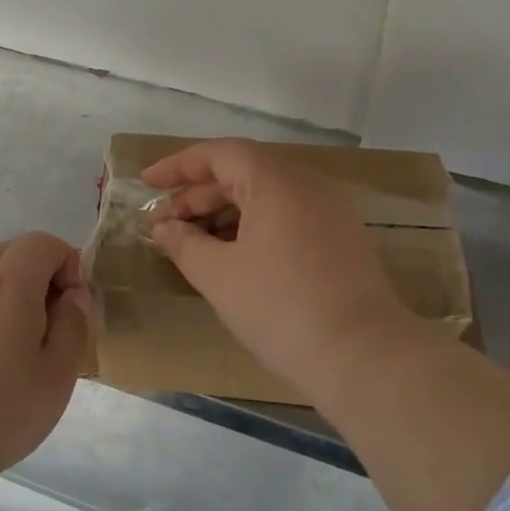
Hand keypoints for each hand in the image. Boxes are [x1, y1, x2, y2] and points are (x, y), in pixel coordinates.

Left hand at [0, 233, 91, 485]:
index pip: (40, 243)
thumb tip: (72, 297)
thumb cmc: (2, 408)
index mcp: (10, 288)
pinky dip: (1, 309)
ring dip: (22, 291)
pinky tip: (9, 355)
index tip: (76, 304)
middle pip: (13, 251)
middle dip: (44, 271)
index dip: (68, 262)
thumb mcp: (58, 374)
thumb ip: (73, 326)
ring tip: (37, 339)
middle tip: (60, 314)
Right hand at [144, 139, 422, 400]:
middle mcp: (307, 185)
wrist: (362, 356)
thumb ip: (183, 244)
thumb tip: (162, 228)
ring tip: (191, 244)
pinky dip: (252, 228)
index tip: (147, 183)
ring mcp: (329, 212)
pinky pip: (286, 218)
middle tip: (163, 225)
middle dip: (197, 196)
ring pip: (265, 198)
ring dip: (223, 215)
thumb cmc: (280, 307)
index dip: (178, 166)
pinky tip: (231, 258)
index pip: (219, 154)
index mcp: (276, 181)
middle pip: (242, 174)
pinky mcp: (341, 240)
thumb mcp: (218, 275)